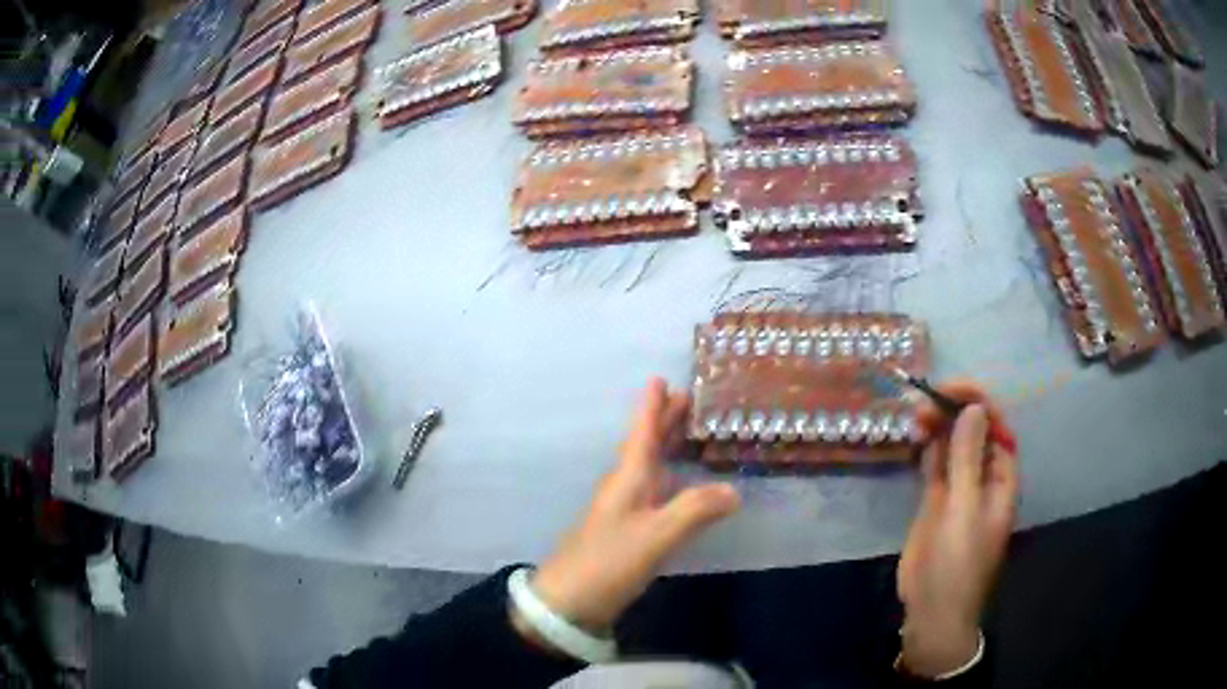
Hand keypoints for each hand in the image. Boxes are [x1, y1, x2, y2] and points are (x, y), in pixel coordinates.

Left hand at [523, 378, 739, 635]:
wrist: (568, 602)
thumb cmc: (608, 562)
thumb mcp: (655, 535)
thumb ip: (694, 511)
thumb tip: (734, 490)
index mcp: (628, 477)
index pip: (642, 432)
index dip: (652, 405)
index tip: (661, 377)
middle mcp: (625, 486)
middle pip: (646, 444)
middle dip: (665, 420)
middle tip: (690, 397)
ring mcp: (624, 509)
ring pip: (650, 466)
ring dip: (667, 445)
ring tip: (691, 431)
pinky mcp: (627, 530)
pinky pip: (654, 490)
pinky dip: (671, 477)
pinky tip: (682, 484)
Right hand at [897, 381, 1017, 676]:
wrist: (933, 609)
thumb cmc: (958, 562)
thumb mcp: (964, 509)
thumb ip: (968, 459)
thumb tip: (974, 409)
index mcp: (1001, 478)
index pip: (995, 426)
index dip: (976, 402)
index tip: (948, 390)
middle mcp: (983, 476)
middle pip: (973, 431)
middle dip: (953, 411)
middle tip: (922, 403)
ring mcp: (959, 488)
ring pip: (952, 445)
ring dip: (937, 426)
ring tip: (914, 414)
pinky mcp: (936, 501)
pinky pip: (934, 464)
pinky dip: (926, 447)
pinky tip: (914, 436)